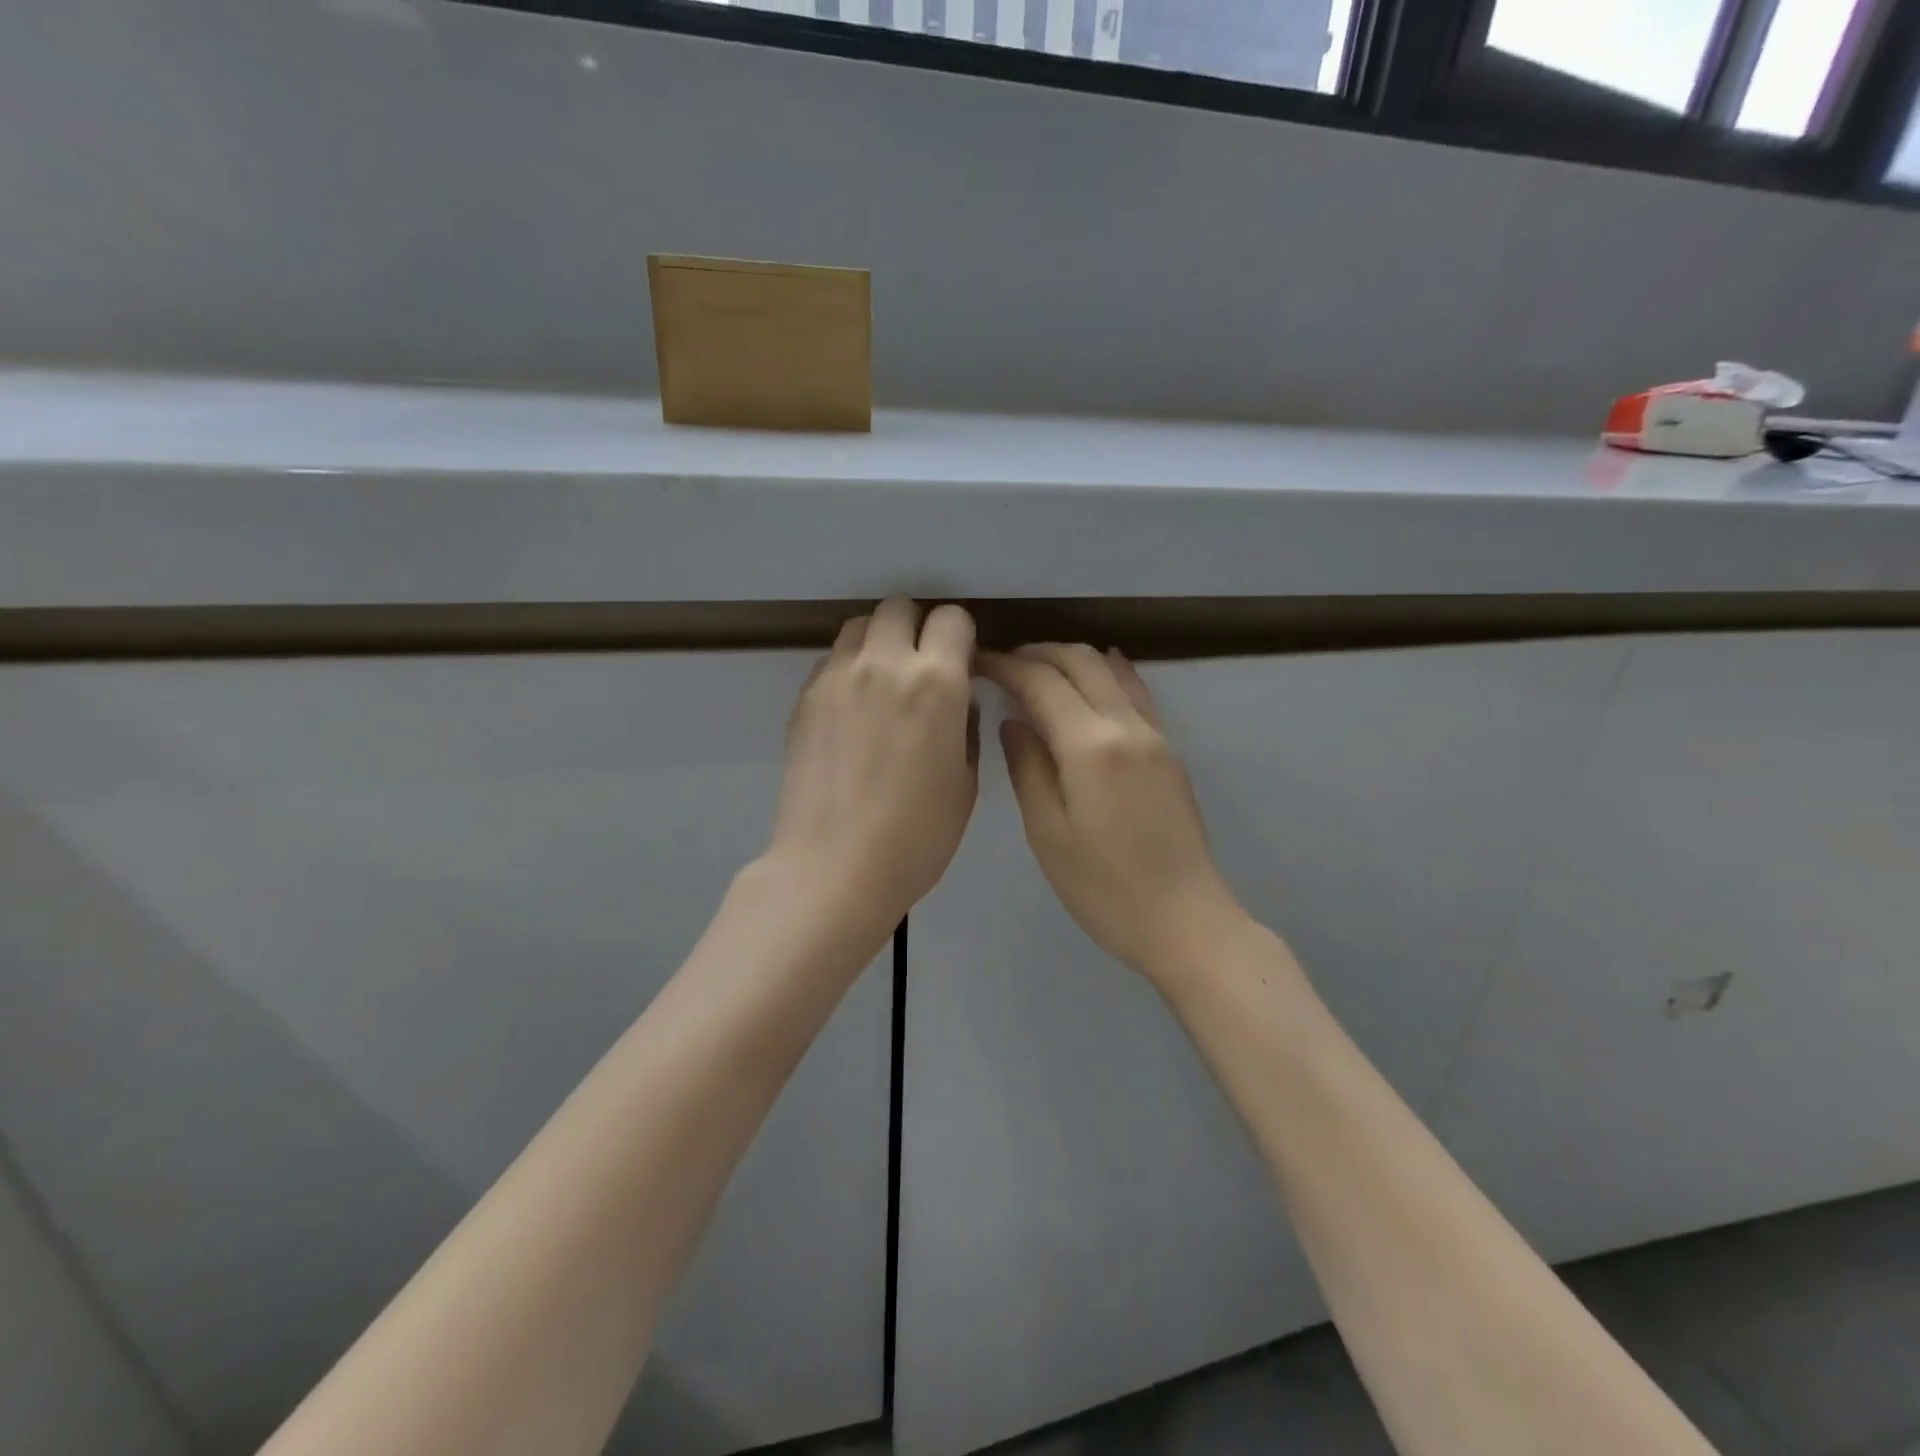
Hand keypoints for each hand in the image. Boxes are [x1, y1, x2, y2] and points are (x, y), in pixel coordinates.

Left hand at [768, 598, 978, 935]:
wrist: (834, 868)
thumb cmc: (917, 836)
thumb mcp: (965, 783)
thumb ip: (965, 727)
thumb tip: (957, 703)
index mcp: (936, 681)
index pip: (953, 618)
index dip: (961, 638)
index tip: (961, 665)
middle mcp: (885, 663)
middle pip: (899, 608)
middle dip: (916, 628)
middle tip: (921, 669)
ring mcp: (837, 677)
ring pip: (859, 627)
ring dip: (878, 643)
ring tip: (883, 685)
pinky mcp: (804, 698)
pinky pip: (831, 661)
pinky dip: (848, 670)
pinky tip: (851, 713)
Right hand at [980, 644, 1242, 981]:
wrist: (1184, 920)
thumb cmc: (1103, 888)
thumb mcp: (1048, 833)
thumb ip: (1028, 767)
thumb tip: (1014, 721)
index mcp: (1090, 745)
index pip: (1042, 682)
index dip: (1007, 666)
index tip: (979, 663)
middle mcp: (1127, 725)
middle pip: (1080, 661)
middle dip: (1038, 653)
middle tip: (1003, 663)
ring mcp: (1155, 735)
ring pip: (1112, 670)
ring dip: (1072, 658)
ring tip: (1039, 669)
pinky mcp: (1169, 750)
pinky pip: (1136, 692)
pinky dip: (1109, 673)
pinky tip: (1095, 675)